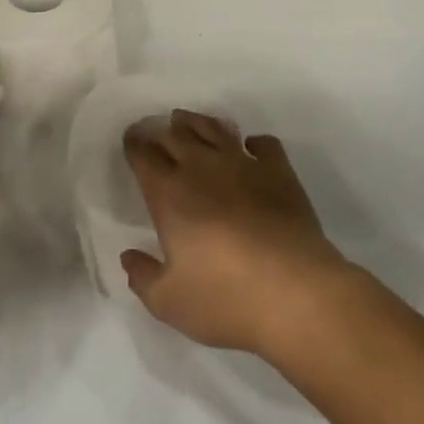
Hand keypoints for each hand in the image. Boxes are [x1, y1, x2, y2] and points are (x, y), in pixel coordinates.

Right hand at [121, 110, 350, 357]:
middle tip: (153, 128)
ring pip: (214, 129)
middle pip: (175, 136)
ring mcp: (244, 164)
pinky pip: (264, 144)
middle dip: (160, 130)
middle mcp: (202, 168)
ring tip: (187, 121)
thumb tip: (128, 256)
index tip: (131, 140)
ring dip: (197, 122)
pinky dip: (253, 142)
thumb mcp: (169, 302)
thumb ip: (143, 277)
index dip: (135, 144)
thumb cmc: (226, 299)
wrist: (295, 292)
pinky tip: (251, 147)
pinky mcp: (279, 171)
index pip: (145, 157)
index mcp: (169, 194)